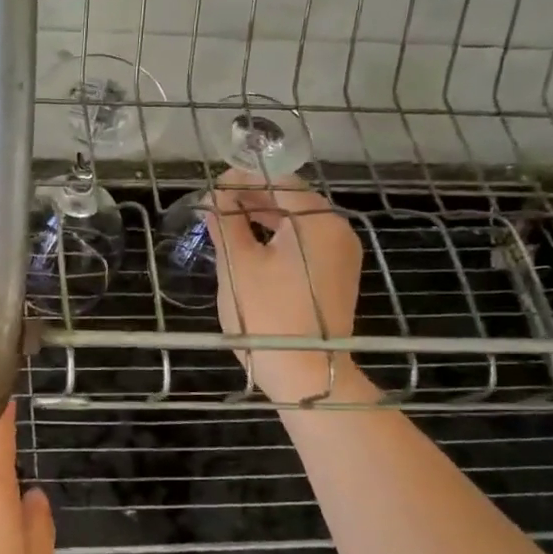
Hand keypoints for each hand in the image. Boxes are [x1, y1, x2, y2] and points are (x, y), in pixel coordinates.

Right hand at [208, 169, 367, 403]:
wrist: (306, 375)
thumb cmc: (267, 315)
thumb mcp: (237, 264)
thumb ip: (225, 222)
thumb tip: (216, 196)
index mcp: (317, 220)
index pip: (277, 179)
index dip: (241, 178)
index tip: (211, 188)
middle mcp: (337, 230)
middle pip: (290, 199)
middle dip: (250, 198)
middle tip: (214, 206)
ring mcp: (341, 255)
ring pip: (296, 224)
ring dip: (261, 219)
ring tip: (226, 226)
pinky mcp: (336, 277)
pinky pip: (304, 245)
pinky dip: (277, 240)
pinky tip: (250, 249)